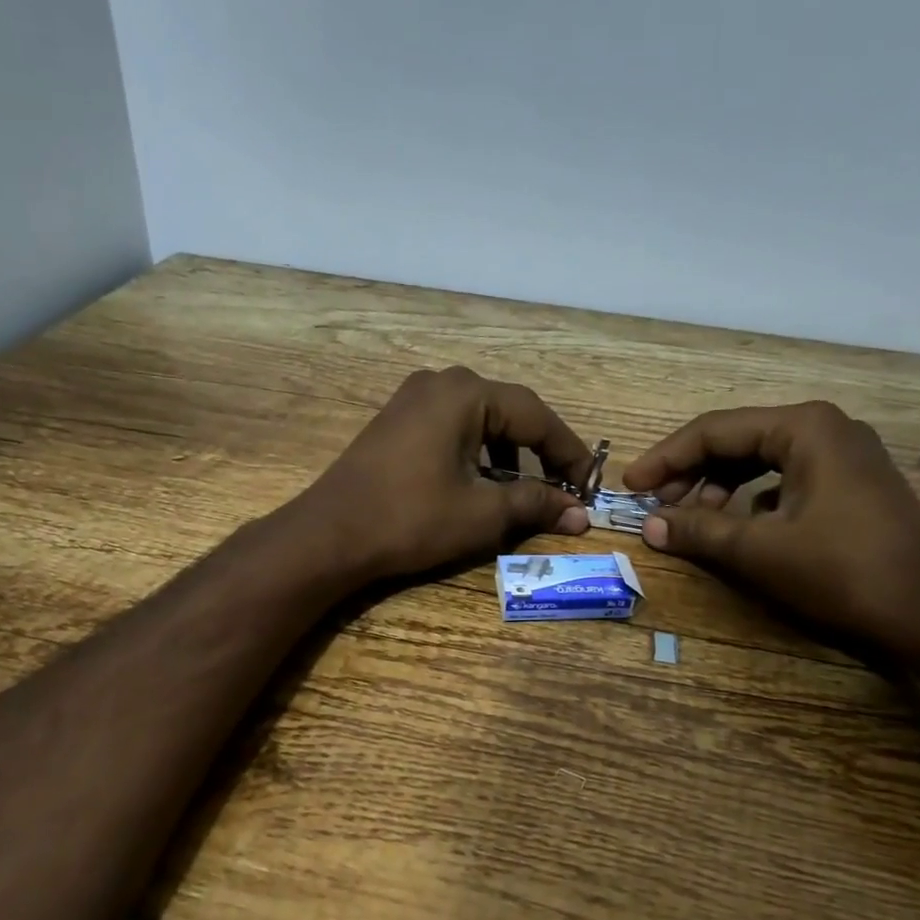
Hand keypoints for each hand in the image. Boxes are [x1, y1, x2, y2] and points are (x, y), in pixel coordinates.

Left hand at [299, 367, 591, 580]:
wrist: (330, 535)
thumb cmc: (412, 519)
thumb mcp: (482, 513)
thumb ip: (536, 504)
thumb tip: (579, 514)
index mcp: (467, 394)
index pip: (537, 416)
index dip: (569, 453)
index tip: (590, 485)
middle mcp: (441, 383)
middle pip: (509, 413)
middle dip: (540, 451)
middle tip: (563, 486)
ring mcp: (412, 399)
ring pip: (480, 420)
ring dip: (508, 454)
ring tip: (523, 490)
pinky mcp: (396, 420)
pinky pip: (451, 427)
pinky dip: (476, 452)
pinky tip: (479, 483)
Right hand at [621, 401, 919, 647]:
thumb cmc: (843, 570)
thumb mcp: (760, 550)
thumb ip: (698, 530)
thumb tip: (650, 525)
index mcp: (803, 427)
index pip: (714, 431)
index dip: (666, 459)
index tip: (631, 487)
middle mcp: (824, 428)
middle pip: (737, 441)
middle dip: (691, 474)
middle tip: (658, 507)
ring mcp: (843, 455)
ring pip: (760, 461)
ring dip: (719, 488)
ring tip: (692, 520)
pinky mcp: (852, 485)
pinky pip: (784, 479)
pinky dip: (751, 500)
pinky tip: (738, 528)